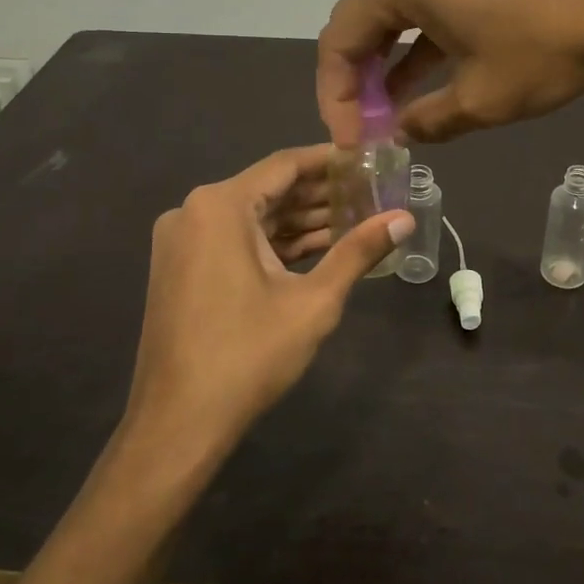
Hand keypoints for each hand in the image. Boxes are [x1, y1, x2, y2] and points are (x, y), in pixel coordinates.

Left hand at [122, 145, 413, 461]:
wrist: (178, 423)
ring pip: (253, 218)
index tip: (368, 160)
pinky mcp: (182, 268)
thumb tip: (404, 219)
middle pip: (268, 190)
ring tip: (356, 220)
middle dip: (320, 194)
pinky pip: (235, 241)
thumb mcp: (313, 301)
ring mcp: (183, 241)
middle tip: (371, 193)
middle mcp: (193, 211)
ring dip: (300, 221)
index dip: (330, 161)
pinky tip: (318, 249)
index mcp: (219, 206)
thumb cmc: (248, 355)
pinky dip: (274, 244)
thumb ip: (358, 251)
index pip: (285, 166)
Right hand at [318, 0, 583, 145]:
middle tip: (365, 130)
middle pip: (364, 24)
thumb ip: (429, 121)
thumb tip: (402, 134)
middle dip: (358, 82)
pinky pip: (434, 10)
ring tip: (393, 118)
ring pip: (400, 18)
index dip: (334, 97)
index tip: (349, 141)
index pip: (339, 40)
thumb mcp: (482, 99)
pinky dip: (424, 48)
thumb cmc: (547, 47)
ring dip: (391, 67)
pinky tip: (430, 84)